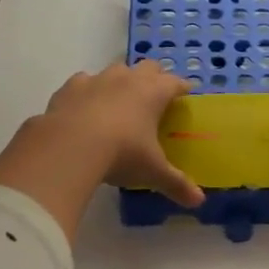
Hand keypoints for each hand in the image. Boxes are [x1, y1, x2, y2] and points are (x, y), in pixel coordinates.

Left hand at [40, 61, 204, 207]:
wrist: (69, 147)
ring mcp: (97, 79)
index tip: (186, 93)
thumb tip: (198, 201)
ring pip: (115, 69)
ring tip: (120, 101)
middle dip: (154, 77)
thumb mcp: (152, 172)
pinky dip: (88, 91)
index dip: (182, 87)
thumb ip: (176, 183)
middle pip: (148, 67)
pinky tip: (85, 106)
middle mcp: (127, 79)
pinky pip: (84, 81)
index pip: (175, 83)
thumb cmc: (122, 154)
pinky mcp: (70, 87)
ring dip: (121, 81)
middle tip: (155, 96)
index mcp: (153, 93)